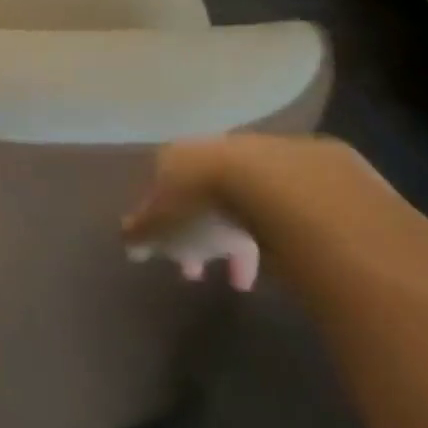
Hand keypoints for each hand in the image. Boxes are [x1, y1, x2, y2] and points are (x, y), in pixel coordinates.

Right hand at [123, 135, 381, 291]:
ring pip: (239, 200)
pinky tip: (278, 256)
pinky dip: (271, 231)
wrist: (278, 185)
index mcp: (174, 159)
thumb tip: (128, 241)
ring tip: (243, 277)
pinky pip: (276, 205)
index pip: (159, 189)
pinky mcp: (298, 170)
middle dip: (197, 233)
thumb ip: (140, 235)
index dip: (159, 225)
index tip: (169, 258)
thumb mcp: (159, 230)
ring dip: (235, 236)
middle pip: (199, 193)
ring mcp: (255, 157)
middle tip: (199, 271)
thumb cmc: (204, 207)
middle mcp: (211, 150)